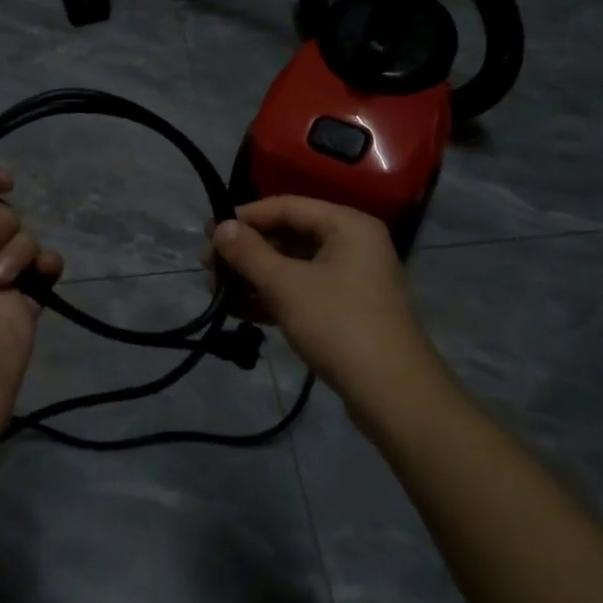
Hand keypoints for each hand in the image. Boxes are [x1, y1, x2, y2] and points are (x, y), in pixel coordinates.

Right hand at [210, 195, 441, 420]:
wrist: (394, 396)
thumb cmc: (339, 326)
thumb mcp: (286, 286)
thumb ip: (249, 253)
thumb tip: (220, 227)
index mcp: (347, 225)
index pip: (286, 206)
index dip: (244, 218)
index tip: (208, 234)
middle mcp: (352, 243)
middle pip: (289, 235)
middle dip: (246, 251)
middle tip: (208, 267)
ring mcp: (352, 278)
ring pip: (293, 266)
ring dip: (255, 276)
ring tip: (217, 290)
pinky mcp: (347, 309)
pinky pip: (303, 290)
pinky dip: (273, 297)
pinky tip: (239, 310)